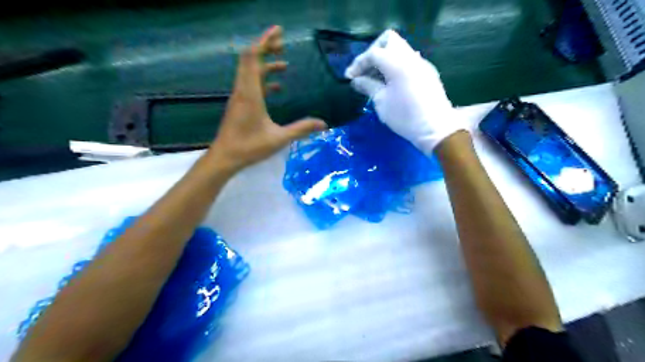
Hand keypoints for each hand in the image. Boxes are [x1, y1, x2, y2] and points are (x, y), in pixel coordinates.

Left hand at [210, 28, 327, 170]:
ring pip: (249, 71)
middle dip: (266, 47)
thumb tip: (324, 124)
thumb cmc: (250, 147)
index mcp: (250, 93)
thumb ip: (301, 129)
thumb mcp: (279, 138)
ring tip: (284, 64)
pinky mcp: (239, 104)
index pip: (253, 58)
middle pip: (250, 59)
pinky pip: (250, 84)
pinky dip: (262, 80)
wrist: (225, 157)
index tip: (278, 31)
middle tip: (283, 42)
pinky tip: (276, 87)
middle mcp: (242, 90)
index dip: (264, 41)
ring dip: (265, 64)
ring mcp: (239, 97)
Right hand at [348, 30, 463, 152]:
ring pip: (399, 49)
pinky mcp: (427, 73)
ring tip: (375, 79)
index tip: (349, 77)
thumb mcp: (381, 102)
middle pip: (389, 40)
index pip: (374, 53)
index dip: (359, 63)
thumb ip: (367, 86)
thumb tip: (356, 80)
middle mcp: (411, 57)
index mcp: (398, 63)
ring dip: (384, 60)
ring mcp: (421, 63)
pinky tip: (390, 84)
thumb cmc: (405, 117)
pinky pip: (407, 61)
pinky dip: (395, 66)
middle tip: (365, 71)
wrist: (435, 128)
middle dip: (373, 52)